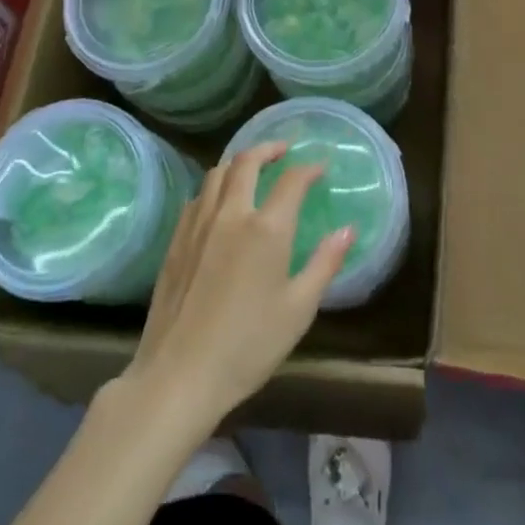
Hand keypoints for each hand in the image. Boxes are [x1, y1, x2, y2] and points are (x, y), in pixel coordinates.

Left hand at [119, 141, 353, 438]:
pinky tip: (219, 203)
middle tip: (284, 151)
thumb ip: (325, 264)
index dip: (309, 168)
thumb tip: (348, 229)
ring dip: (238, 163)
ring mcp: (198, 224)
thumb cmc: (248, 347)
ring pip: (217, 173)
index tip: (320, 167)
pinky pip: (197, 197)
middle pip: (247, 161)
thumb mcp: (298, 309)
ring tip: (251, 169)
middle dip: (269, 149)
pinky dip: (214, 187)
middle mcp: (231, 214)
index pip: (292, 180)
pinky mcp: (176, 240)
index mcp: (267, 228)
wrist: (179, 375)